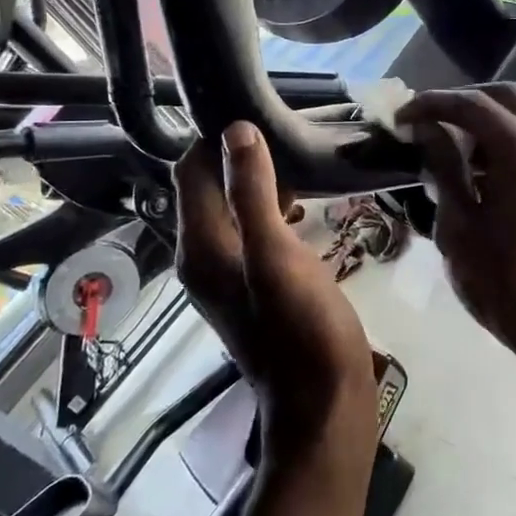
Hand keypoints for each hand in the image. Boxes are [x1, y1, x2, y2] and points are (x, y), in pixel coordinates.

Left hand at [174, 123, 375, 449]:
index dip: (218, 138)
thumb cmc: (303, 329)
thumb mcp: (278, 255)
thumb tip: (237, 130)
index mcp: (200, 246)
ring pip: (233, 206)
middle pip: (209, 186)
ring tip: (299, 158)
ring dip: (258, 180)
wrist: (323, 403)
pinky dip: (270, 206)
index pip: (191, 170)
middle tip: (288, 132)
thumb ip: (254, 193)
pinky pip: (251, 228)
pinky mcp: (252, 282)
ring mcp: (227, 272)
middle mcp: (203, 255)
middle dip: (241, 155)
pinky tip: (301, 202)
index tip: (262, 113)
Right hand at [397, 85, 515, 401]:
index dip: (430, 105)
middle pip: (504, 96)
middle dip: (462, 102)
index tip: (400, 119)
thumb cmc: (505, 282)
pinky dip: (513, 135)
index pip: (470, 104)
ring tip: (454, 144)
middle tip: (427, 123)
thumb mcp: (459, 225)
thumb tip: (426, 130)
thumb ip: (444, 167)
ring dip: (489, 117)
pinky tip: (489, 165)